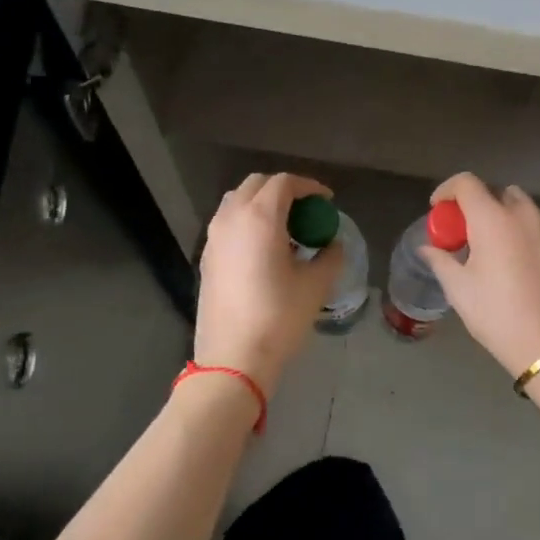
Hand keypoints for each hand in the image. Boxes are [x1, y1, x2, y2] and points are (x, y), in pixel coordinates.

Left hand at [194, 173, 340, 396]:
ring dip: (262, 204)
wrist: (233, 357)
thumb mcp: (316, 285)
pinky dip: (247, 222)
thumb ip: (330, 256)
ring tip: (285, 228)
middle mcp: (231, 218)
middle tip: (307, 210)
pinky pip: (227, 224)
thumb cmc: (279, 316)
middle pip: (257, 184)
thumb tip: (333, 245)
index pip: (284, 183)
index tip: (327, 201)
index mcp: (260, 217)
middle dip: (284, 190)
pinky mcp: (206, 257)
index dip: (309, 187)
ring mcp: (213, 237)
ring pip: (237, 202)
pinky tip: (264, 249)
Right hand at [420, 174, 539, 377]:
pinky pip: (531, 225)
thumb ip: (441, 260)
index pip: (466, 183)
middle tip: (459, 229)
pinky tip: (506, 259)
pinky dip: (514, 229)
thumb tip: (428, 248)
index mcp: (494, 218)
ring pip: (517, 206)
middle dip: (473, 203)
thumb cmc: (497, 312)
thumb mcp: (459, 288)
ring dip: (497, 214)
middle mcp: (522, 214)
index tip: (436, 210)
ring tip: (483, 244)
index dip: (446, 190)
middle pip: (494, 191)